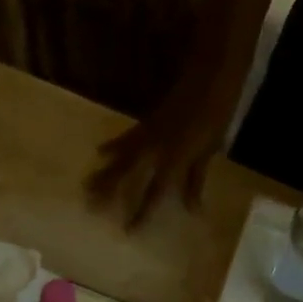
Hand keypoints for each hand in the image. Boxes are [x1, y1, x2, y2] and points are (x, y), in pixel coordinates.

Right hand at [86, 29, 243, 228]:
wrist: (213, 69)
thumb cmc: (216, 112)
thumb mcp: (209, 150)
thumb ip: (195, 180)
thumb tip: (191, 209)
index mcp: (173, 160)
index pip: (153, 195)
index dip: (140, 214)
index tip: (126, 232)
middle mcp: (155, 149)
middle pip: (126, 174)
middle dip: (108, 191)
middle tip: (89, 206)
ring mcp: (148, 133)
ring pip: (121, 157)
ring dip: (103, 172)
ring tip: (85, 185)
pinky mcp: (147, 121)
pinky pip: (126, 138)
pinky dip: (113, 146)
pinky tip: (100, 151)